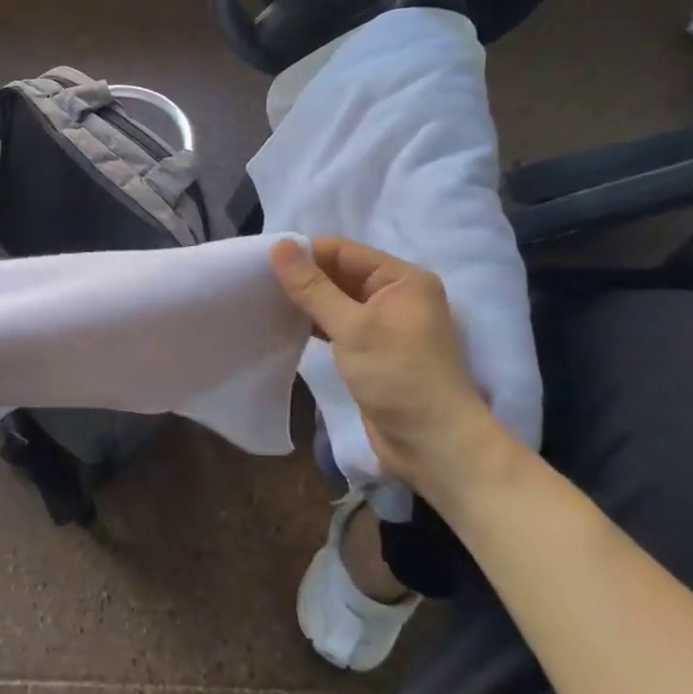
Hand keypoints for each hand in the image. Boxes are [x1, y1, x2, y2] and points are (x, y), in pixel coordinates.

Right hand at [270, 237, 506, 498]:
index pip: (343, 251)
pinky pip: (337, 324)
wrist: (435, 447)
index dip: (304, 254)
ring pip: (335, 300)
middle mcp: (395, 296)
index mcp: (402, 279)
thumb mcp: (352, 327)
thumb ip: (313, 287)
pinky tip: (285, 325)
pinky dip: (314, 323)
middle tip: (257, 283)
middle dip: (302, 277)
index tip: (263, 264)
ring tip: (264, 301)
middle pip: (339, 273)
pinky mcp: (372, 351)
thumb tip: (279, 245)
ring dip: (305, 301)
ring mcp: (384, 325)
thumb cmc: (399, 378)